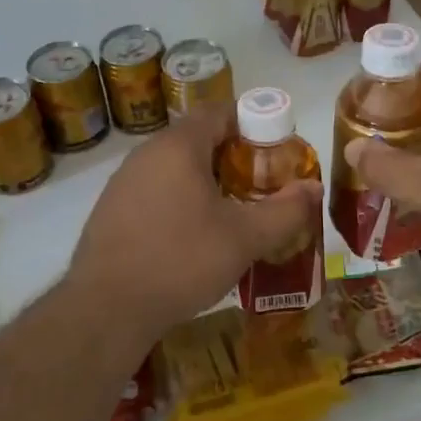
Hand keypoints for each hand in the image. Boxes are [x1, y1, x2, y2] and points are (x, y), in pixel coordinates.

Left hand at [64, 102, 320, 338]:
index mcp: (178, 146)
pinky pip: (155, 191)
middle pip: (198, 138)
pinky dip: (180, 200)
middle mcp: (146, 153)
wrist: (106, 309)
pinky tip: (193, 236)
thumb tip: (314, 188)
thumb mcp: (245, 238)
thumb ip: (285, 210)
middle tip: (261, 184)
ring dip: (206, 180)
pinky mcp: (111, 210)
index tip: (276, 149)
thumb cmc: (181, 260)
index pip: (219, 111)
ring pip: (175, 167)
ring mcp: (123, 182)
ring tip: (233, 212)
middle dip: (233, 156)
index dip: (253, 123)